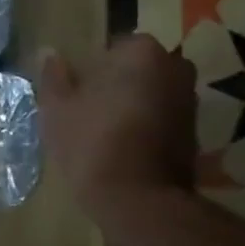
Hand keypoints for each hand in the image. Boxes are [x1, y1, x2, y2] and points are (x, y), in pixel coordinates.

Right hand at [38, 35, 196, 220]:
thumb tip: (49, 53)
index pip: (114, 46)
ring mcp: (189, 101)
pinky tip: (123, 147)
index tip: (77, 90)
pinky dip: (146, 126)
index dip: (93, 67)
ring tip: (104, 130)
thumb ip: (53, 76)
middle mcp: (175, 67)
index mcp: (142, 52)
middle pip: (138, 68)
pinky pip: (163, 118)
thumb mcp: (57, 109)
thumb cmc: (92, 142)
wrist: (139, 199)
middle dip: (117, 83)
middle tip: (88, 108)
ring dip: (133, 105)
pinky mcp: (195, 132)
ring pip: (152, 93)